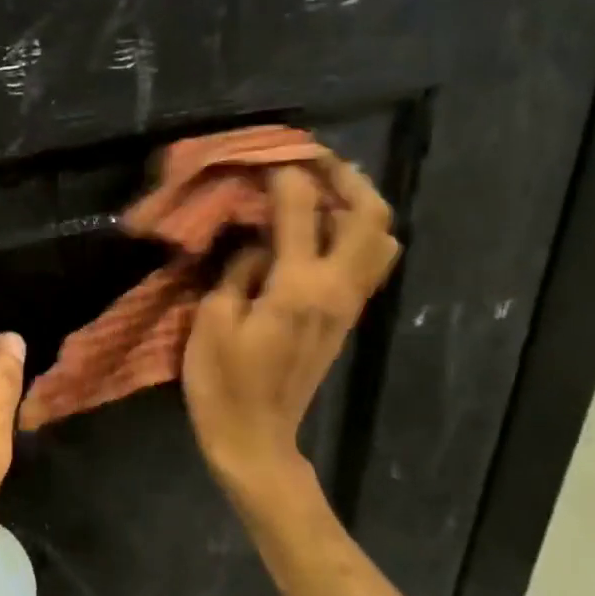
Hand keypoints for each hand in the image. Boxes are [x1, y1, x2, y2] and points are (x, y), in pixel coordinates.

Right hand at [183, 156, 400, 502]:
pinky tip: (316, 232)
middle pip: (370, 217)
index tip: (265, 159)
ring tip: (320, 195)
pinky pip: (367, 263)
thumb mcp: (213, 320)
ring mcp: (348, 305)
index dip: (285, 176)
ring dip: (357, 207)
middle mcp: (336, 289)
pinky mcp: (345, 318)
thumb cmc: (223, 381)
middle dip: (346, 179)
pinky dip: (353, 234)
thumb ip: (239, 270)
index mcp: (298, 286)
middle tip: (313, 163)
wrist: (256, 437)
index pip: (302, 210)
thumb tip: (258, 245)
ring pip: (381, 240)